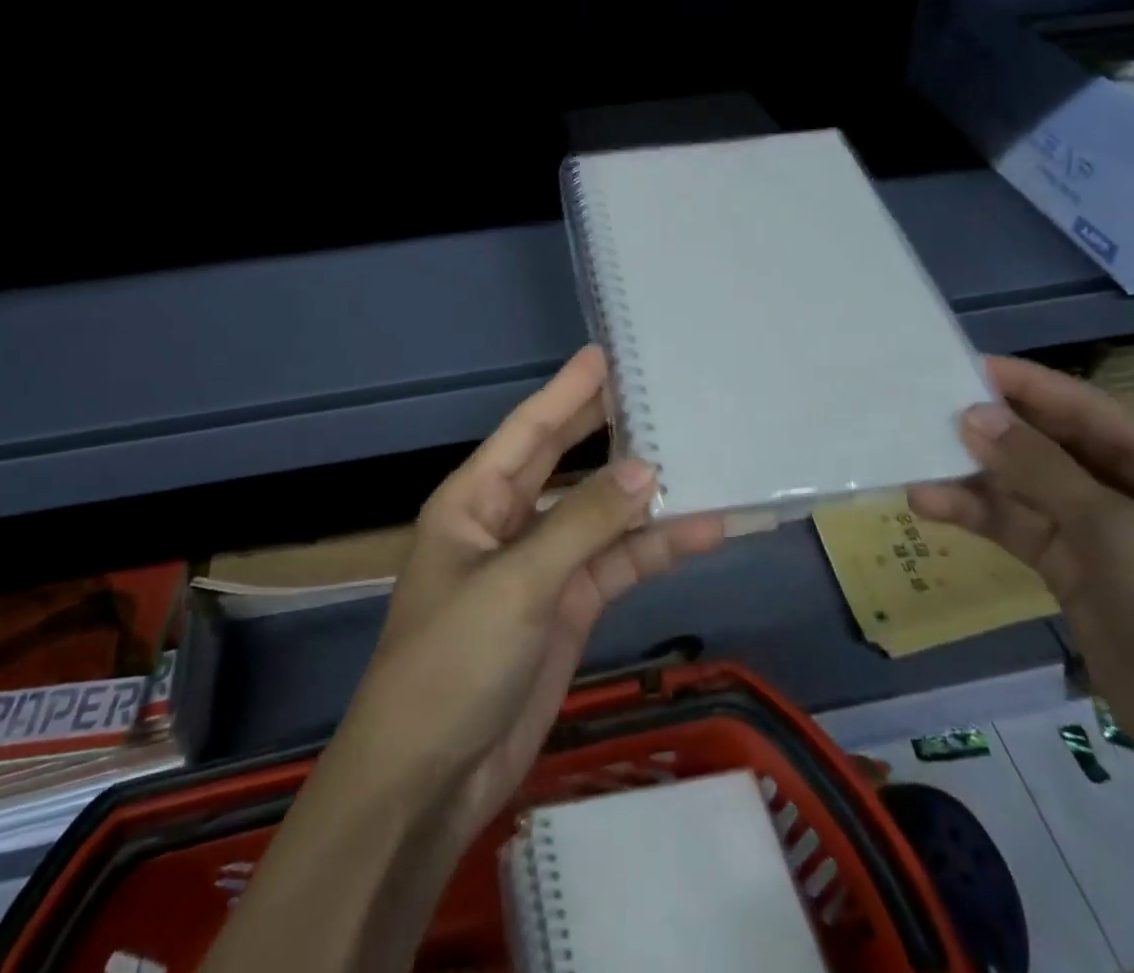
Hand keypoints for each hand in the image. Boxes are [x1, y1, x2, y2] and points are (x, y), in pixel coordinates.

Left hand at [206, 346, 724, 972]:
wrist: (431, 780)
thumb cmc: (453, 662)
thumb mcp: (517, 584)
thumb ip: (583, 523)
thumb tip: (647, 469)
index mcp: (475, 500)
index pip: (529, 429)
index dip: (567, 390)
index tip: (607, 354)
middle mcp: (507, 522)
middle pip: (565, 461)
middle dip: (607, 427)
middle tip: (657, 388)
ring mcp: (541, 566)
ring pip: (600, 515)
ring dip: (645, 495)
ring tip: (700, 455)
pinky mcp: (568, 608)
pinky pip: (616, 564)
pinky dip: (654, 549)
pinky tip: (702, 531)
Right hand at [909, 356, 1133, 840]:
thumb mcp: (1122, 534)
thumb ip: (1042, 470)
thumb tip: (973, 413)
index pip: (1086, 409)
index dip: (1024, 385)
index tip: (957, 364)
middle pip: (1052, 447)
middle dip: (992, 429)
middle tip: (922, 410)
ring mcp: (1107, 541)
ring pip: (1028, 491)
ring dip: (975, 478)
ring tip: (915, 463)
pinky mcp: (1079, 580)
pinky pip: (1021, 532)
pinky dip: (979, 518)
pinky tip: (930, 506)